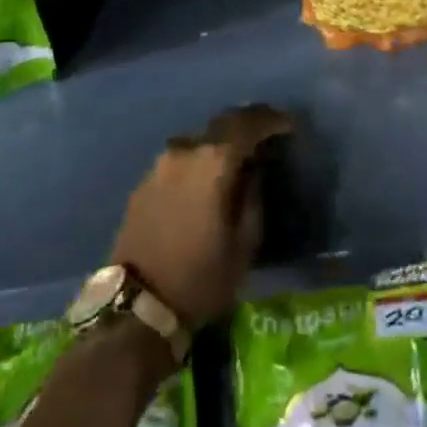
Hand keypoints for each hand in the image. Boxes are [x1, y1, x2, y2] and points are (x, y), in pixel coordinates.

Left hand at [111, 105, 292, 329]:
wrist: (137, 308)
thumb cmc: (201, 278)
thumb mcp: (245, 243)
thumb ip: (253, 196)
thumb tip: (255, 169)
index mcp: (213, 161)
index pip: (248, 123)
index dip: (272, 119)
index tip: (289, 124)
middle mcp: (184, 151)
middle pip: (222, 124)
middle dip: (248, 124)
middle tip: (268, 132)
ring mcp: (159, 164)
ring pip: (199, 140)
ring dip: (221, 143)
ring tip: (239, 157)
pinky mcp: (144, 181)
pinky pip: (181, 159)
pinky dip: (200, 160)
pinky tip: (208, 177)